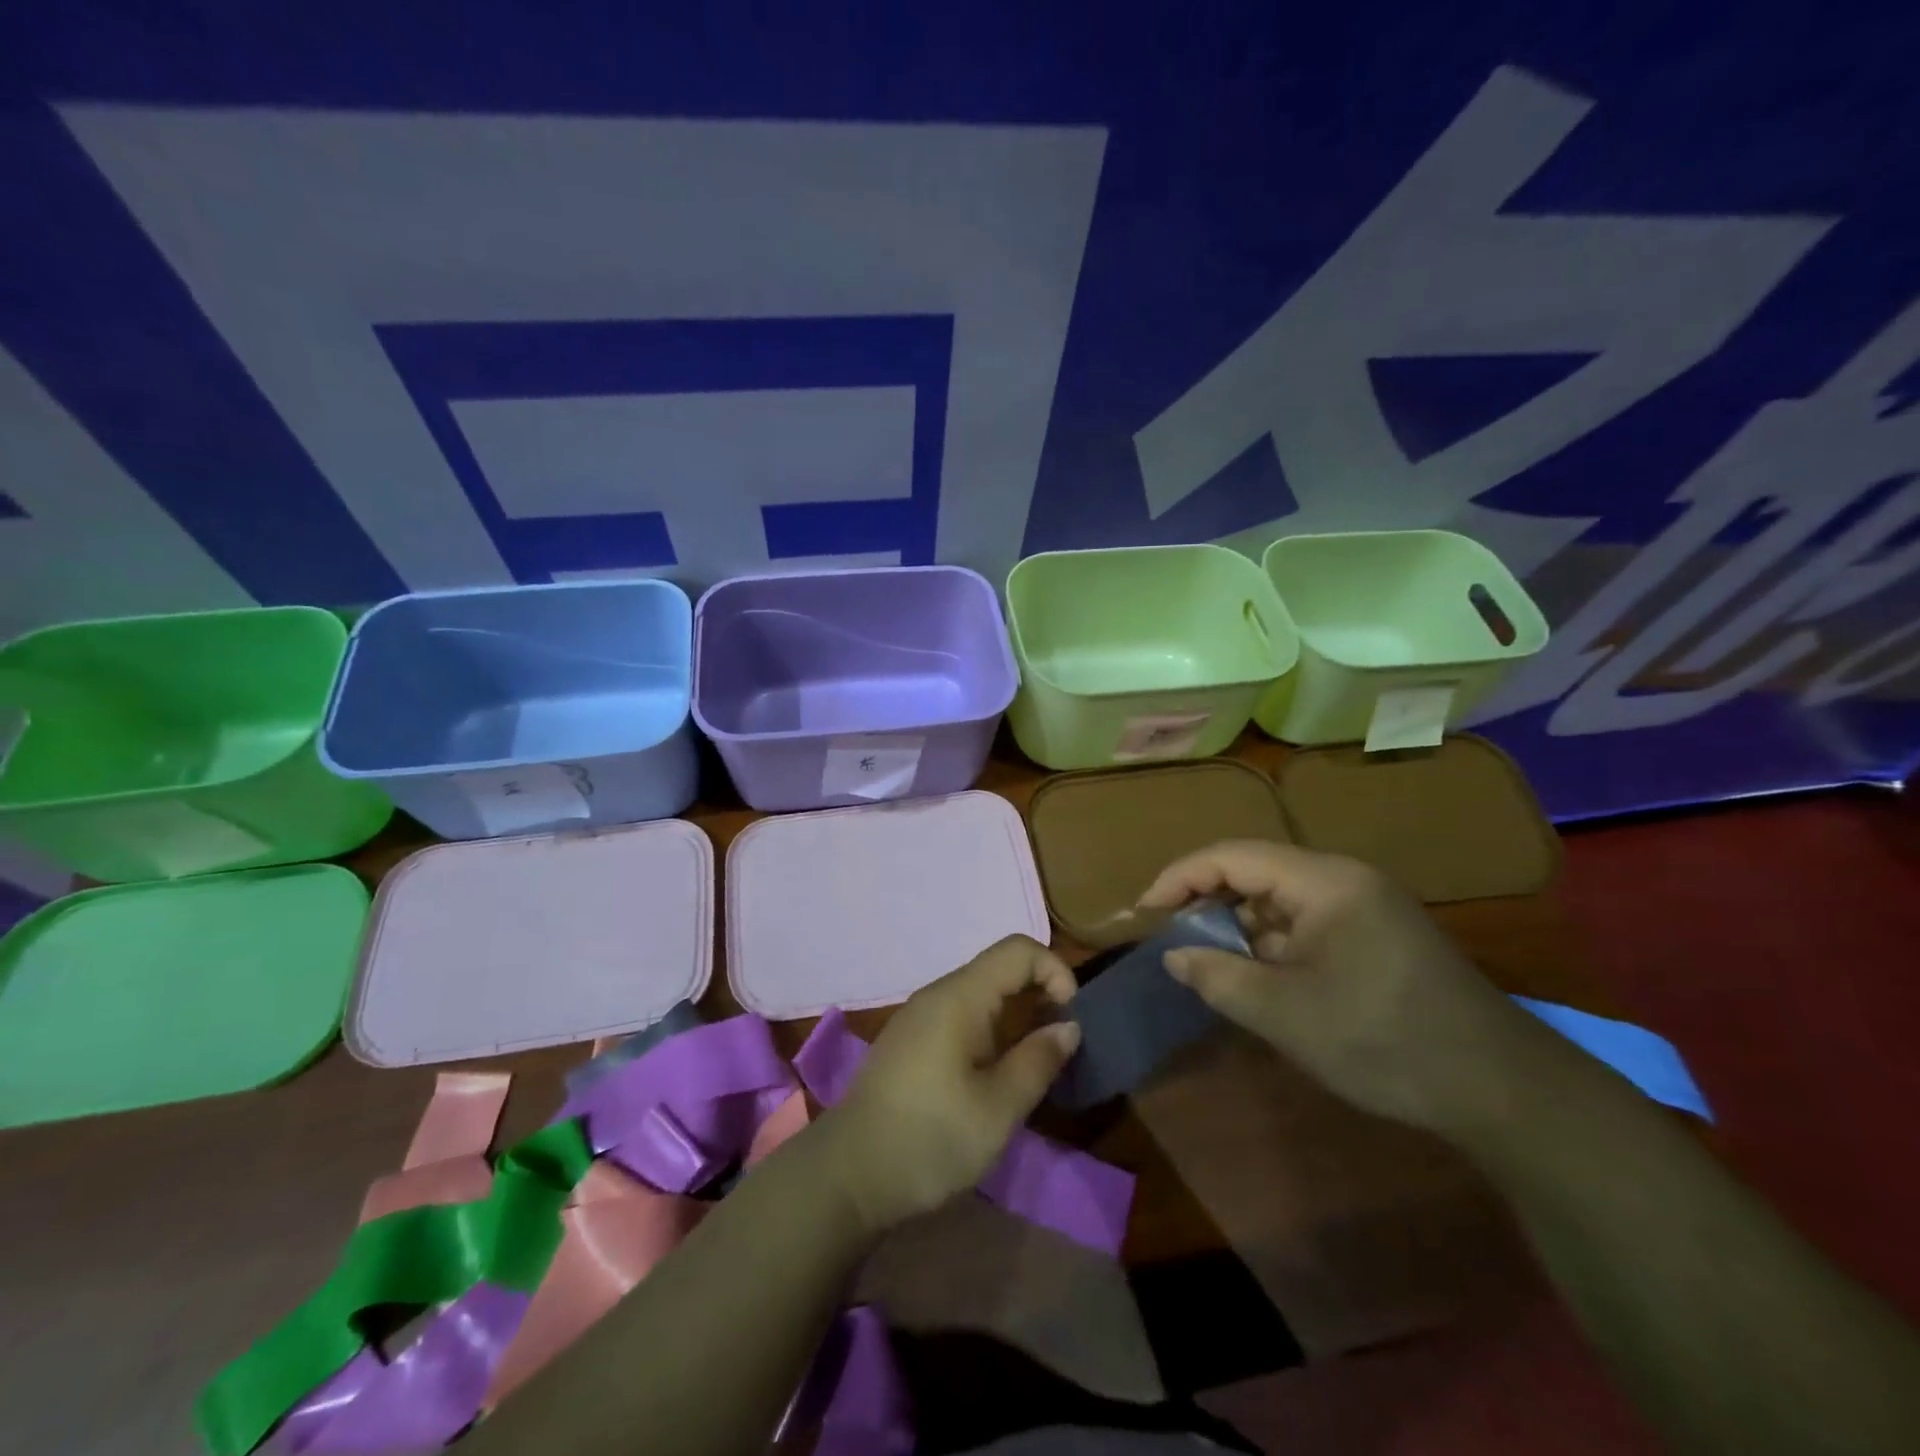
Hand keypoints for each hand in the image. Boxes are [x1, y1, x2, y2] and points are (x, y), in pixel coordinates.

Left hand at [817, 935, 1081, 1232]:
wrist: (848, 1175)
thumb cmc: (930, 1137)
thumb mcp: (999, 1108)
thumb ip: (1039, 1060)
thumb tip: (1068, 1026)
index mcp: (960, 996)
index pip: (1018, 949)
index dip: (1055, 971)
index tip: (1070, 1020)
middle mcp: (938, 994)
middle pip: (1000, 969)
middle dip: (1039, 995)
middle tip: (1058, 1047)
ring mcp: (919, 1017)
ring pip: (981, 995)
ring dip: (1016, 1017)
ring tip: (1031, 1066)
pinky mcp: (909, 1041)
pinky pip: (960, 1016)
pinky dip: (990, 1031)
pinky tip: (992, 1076)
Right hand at [1138, 840, 1537, 1134]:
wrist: (1500, 1089)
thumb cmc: (1382, 1040)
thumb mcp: (1284, 1013)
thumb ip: (1217, 976)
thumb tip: (1173, 955)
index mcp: (1324, 881)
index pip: (1233, 856)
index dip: (1180, 878)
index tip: (1143, 912)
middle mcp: (1344, 880)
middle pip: (1255, 872)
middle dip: (1207, 902)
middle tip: (1171, 939)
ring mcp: (1364, 907)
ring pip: (1279, 901)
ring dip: (1239, 926)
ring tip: (1206, 962)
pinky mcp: (1376, 936)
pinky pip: (1306, 925)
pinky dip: (1272, 944)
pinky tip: (1257, 978)